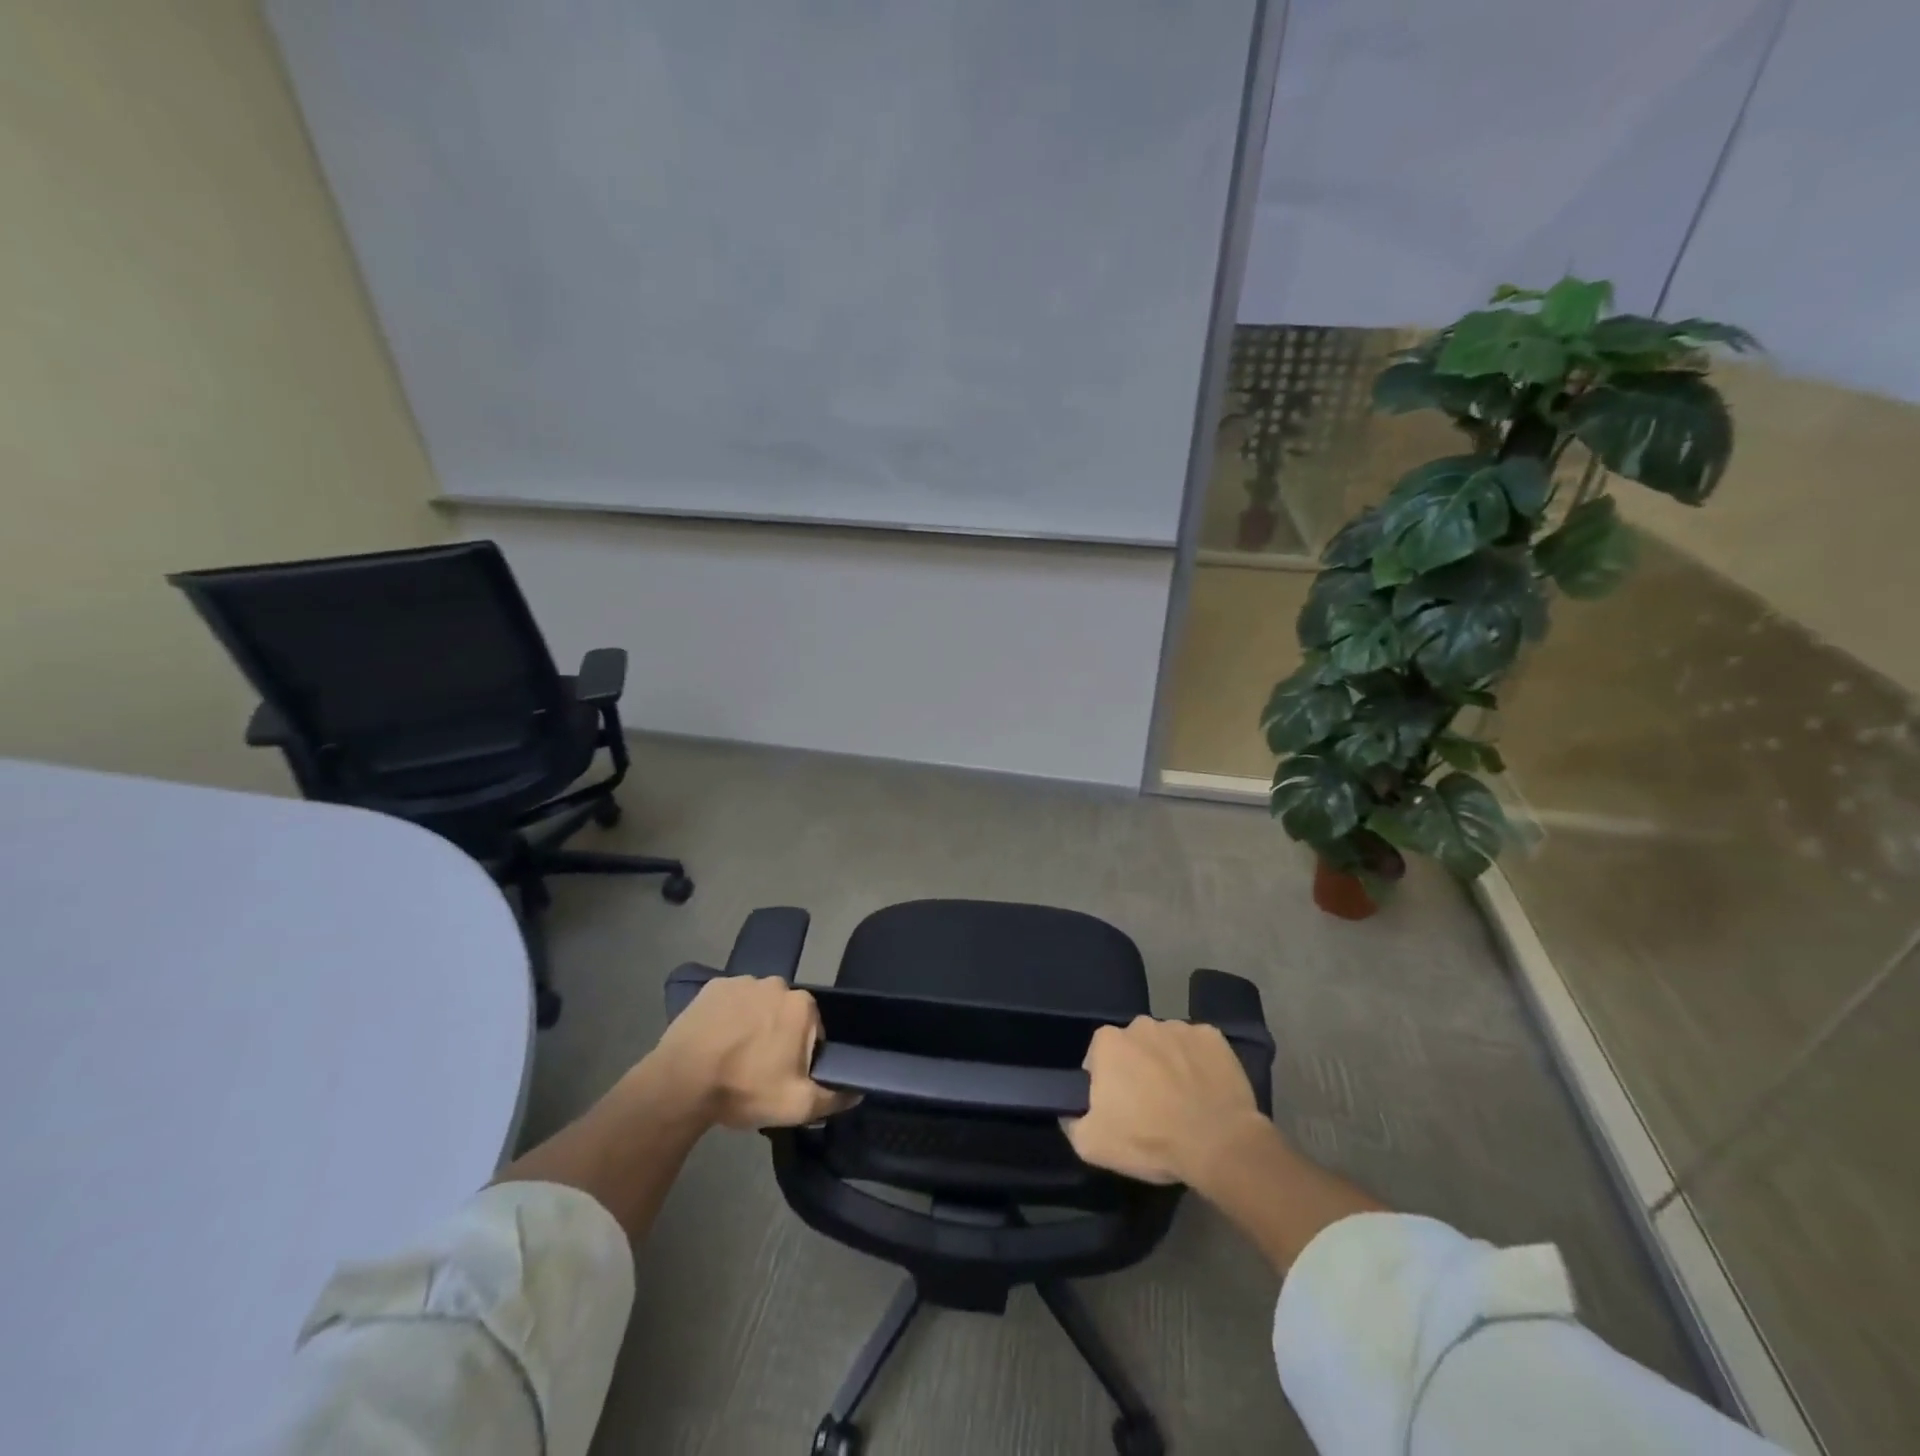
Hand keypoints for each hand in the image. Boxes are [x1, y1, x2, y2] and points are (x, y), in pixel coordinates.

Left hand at [649, 976, 854, 1129]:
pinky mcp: (712, 987)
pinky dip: (727, 1017)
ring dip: (752, 1024)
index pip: (813, 1030)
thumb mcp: (797, 1105)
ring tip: (732, 1057)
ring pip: (757, 1005)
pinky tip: (715, 1042)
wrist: (681, 1083)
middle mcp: (776, 983)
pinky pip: (730, 1001)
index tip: (784, 1076)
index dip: (802, 1055)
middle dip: (778, 1036)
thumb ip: (834, 1097)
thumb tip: (857, 1091)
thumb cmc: (745, 1088)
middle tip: (758, 1069)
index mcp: (801, 1006)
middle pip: (785, 1014)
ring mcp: (741, 981)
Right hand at [1062, 1016, 1269, 1186]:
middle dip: (1137, 1068)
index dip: (1106, 1082)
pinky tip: (1205, 1090)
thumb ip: (1072, 1123)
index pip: (1098, 1056)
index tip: (1118, 1107)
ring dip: (1168, 1064)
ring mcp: (1180, 1027)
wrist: (1218, 1144)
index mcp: (1108, 1042)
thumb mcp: (1092, 1144)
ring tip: (1182, 1099)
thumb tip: (1070, 1113)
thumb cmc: (1149, 1140)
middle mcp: (1141, 1025)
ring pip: (1166, 1044)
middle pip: (1133, 1046)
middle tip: (1150, 1104)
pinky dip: (1199, 1063)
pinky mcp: (1213, 1037)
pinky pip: (1198, 1047)